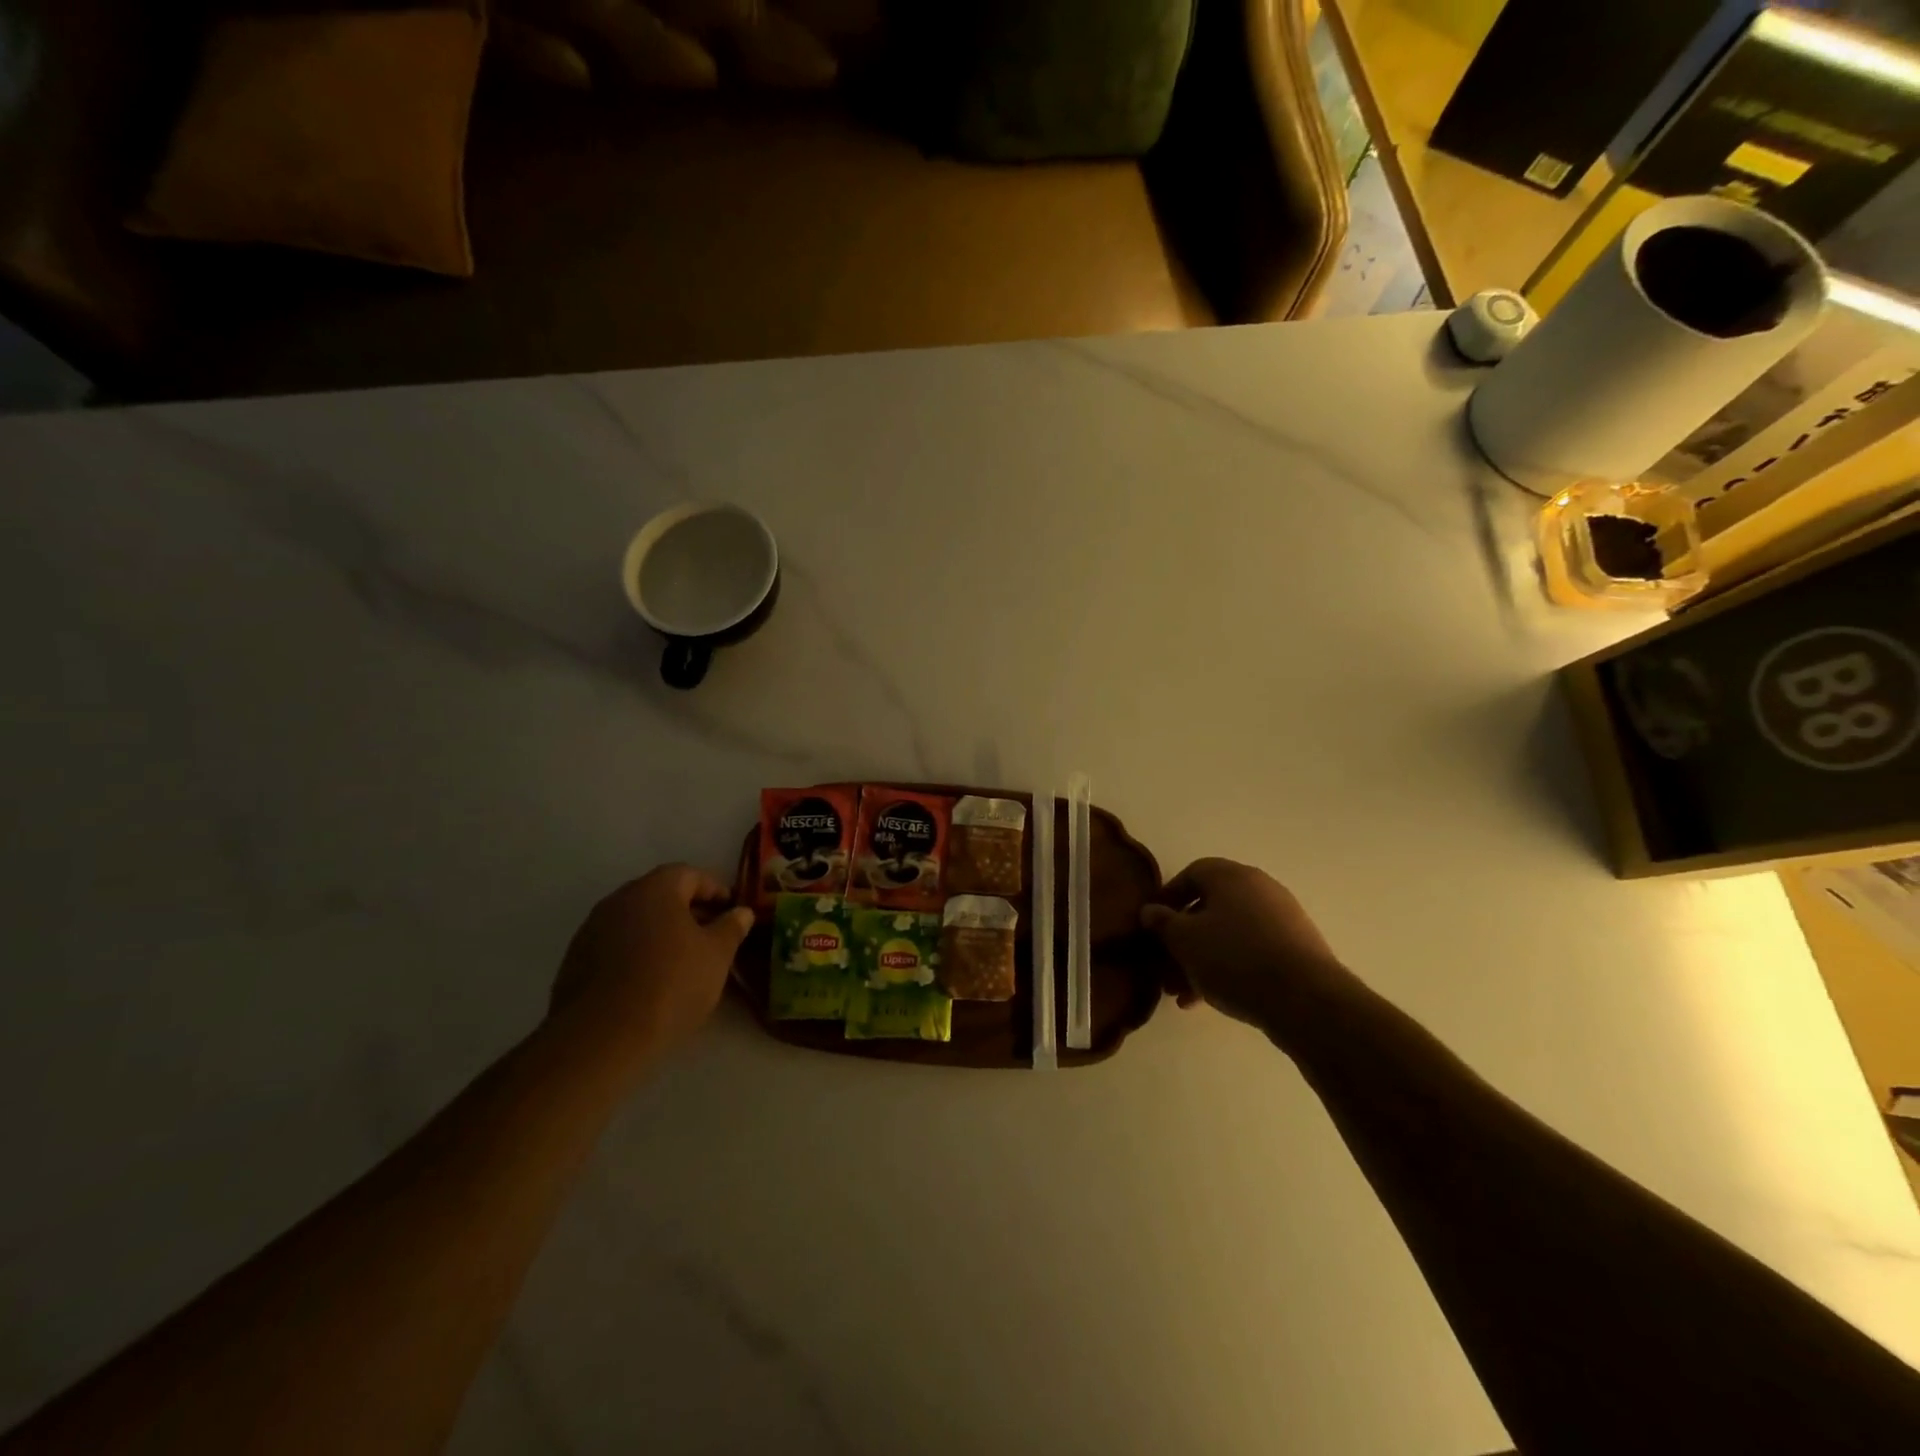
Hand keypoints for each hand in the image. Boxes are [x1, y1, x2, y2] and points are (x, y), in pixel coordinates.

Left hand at [550, 864, 753, 1061]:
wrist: (601, 1036)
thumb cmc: (671, 984)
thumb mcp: (716, 956)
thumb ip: (731, 928)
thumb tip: (742, 912)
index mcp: (655, 889)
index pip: (691, 875)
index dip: (715, 890)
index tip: (732, 912)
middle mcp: (619, 899)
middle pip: (660, 895)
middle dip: (688, 912)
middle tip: (711, 937)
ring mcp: (592, 929)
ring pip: (636, 922)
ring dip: (660, 933)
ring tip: (682, 962)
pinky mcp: (574, 961)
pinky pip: (616, 946)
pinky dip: (636, 954)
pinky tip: (649, 981)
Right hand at [1141, 859, 1356, 1038]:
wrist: (1305, 999)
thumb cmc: (1234, 958)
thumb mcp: (1184, 940)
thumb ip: (1162, 923)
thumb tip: (1150, 910)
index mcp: (1232, 876)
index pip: (1192, 873)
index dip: (1168, 897)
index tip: (1154, 925)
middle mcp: (1259, 888)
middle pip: (1210, 907)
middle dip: (1183, 939)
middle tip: (1165, 967)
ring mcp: (1282, 918)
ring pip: (1229, 934)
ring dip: (1202, 960)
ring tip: (1183, 994)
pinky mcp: (1296, 949)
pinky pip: (1251, 952)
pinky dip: (1229, 969)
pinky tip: (1212, 1000)